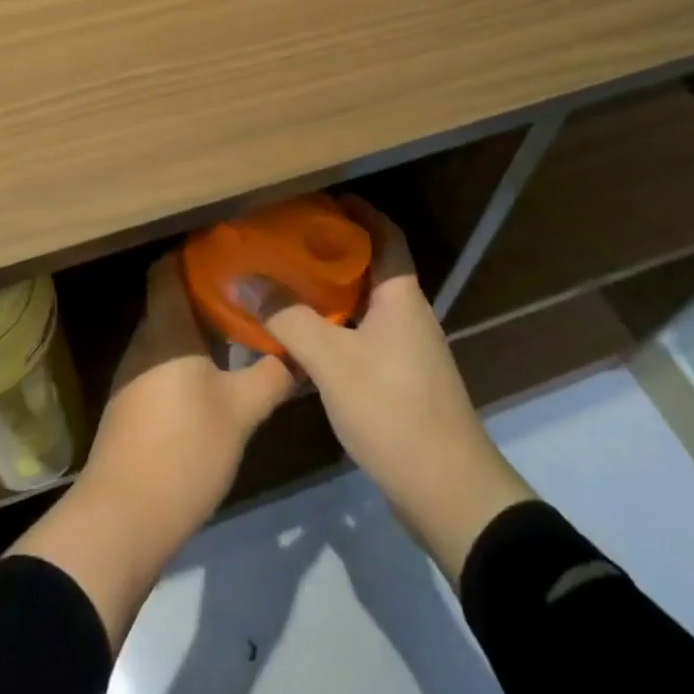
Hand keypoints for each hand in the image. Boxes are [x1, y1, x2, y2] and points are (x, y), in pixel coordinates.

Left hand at [9, 253, 293, 643]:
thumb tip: (299, 353)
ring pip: (171, 331)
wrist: (123, 518)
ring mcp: (136, 373)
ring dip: (203, 325)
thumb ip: (271, 376)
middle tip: (253, 285)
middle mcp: (145, 340)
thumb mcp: (240, 412)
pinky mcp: (135, 402)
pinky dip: (192, 354)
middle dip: (210, 288)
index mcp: (165, 327)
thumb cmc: (183, 449)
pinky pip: (165, 360)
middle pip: (172, 297)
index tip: (233, 246)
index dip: (196, 251)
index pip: (168, 267)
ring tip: (244, 323)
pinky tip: (221, 369)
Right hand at [265, 195, 535, 579]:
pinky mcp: (401, 383)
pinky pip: (364, 337)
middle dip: (334, 249)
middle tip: (289, 240)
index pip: (386, 235)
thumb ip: (287, 318)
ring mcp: (408, 352)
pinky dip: (335, 327)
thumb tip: (244, 279)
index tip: (323, 199)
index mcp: (401, 297)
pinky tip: (303, 338)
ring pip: (365, 305)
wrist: (449, 494)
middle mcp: (409, 316)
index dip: (359, 211)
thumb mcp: (332, 361)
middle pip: (372, 267)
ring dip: (331, 291)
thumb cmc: (393, 410)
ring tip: (287, 282)